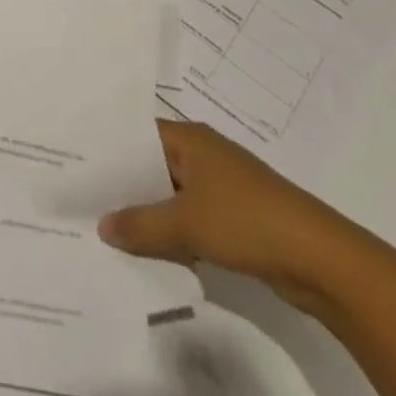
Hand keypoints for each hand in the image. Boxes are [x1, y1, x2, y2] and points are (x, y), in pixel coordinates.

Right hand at [97, 119, 356, 304]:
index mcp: (190, 139)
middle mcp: (203, 154)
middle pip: (151, 164)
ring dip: (147, 213)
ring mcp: (220, 186)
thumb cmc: (248, 222)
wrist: (323, 261)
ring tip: (104, 229)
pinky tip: (147, 251)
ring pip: (170, 194)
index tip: (72, 163)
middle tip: (79, 200)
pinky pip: (189, 218)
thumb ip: (140, 225)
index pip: (136, 134)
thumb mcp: (186, 225)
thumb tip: (101, 226)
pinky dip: (171, 231)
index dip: (106, 148)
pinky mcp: (235, 218)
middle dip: (121, 185)